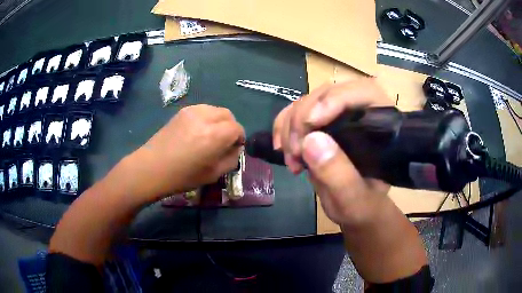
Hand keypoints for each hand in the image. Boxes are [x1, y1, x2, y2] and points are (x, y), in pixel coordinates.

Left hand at [121, 104, 244, 198]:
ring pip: (215, 110)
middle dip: (231, 127)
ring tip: (211, 135)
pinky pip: (203, 109)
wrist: (152, 168)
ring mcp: (192, 111)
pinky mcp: (182, 111)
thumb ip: (231, 159)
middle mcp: (206, 118)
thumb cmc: (183, 176)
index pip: (237, 128)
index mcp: (215, 135)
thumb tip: (235, 148)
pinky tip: (198, 131)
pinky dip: (207, 117)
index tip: (234, 148)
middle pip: (228, 115)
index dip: (239, 138)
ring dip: (219, 121)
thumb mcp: (214, 174)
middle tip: (224, 141)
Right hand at [273, 78, 392, 225]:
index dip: (336, 99)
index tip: (311, 123)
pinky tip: (282, 149)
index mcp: (383, 127)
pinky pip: (295, 112)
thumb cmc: (363, 205)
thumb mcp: (354, 199)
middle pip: (329, 93)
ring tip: (291, 159)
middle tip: (296, 152)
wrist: (355, 208)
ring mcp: (338, 116)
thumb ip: (338, 174)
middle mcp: (361, 113)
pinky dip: (283, 127)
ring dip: (291, 126)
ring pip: (308, 101)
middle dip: (304, 118)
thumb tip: (311, 140)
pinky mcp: (320, 123)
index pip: (364, 92)